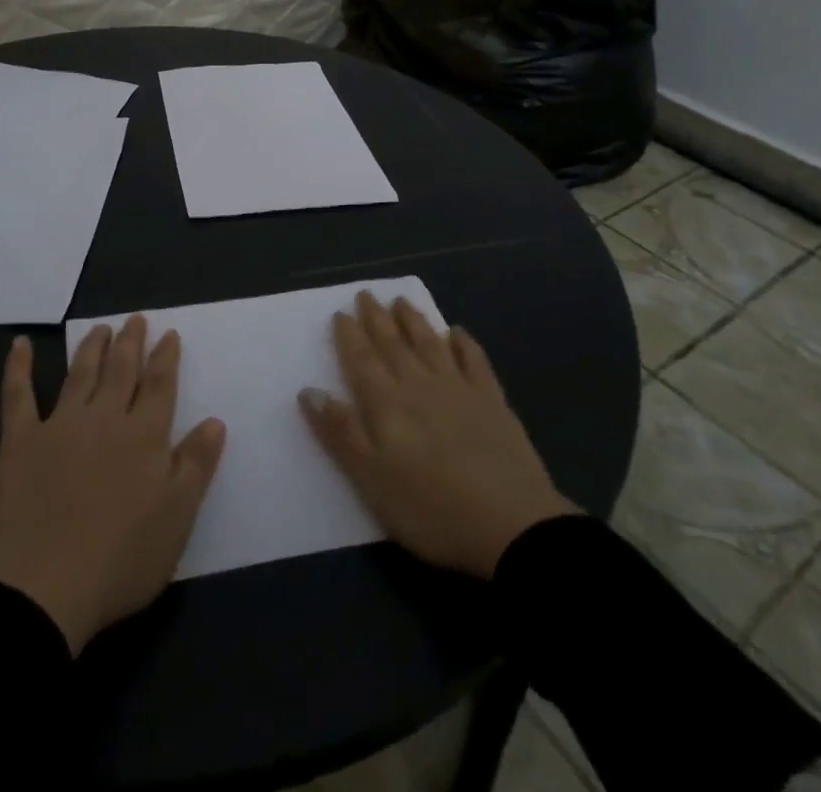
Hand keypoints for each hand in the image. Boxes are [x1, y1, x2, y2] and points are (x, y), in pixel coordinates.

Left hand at [0, 318, 226, 653]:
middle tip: (136, 319)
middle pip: (121, 370)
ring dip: (91, 347)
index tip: (169, 334)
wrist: (44, 584)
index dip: (166, 357)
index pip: (159, 385)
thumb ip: (196, 464)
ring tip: (101, 328)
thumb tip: (215, 420)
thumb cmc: (121, 558)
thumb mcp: (177, 517)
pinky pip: (18, 395)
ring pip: (79, 373)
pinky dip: (18, 367)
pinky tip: (19, 345)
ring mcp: (60, 425)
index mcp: (144, 436)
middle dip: (131, 343)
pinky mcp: (21, 441)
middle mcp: (104, 418)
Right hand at [299, 292, 577, 578]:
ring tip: (401, 301)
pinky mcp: (492, 401)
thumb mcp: (371, 479)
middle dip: (377, 318)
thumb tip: (309, 390)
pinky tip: (457, 332)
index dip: (349, 336)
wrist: (511, 525)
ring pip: (429, 343)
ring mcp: (459, 389)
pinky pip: (474, 360)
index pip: (361, 360)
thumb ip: (340, 432)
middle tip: (366, 294)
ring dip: (413, 320)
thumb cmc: (430, 508)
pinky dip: (463, 343)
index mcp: (387, 403)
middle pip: (393, 344)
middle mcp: (419, 384)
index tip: (341, 313)